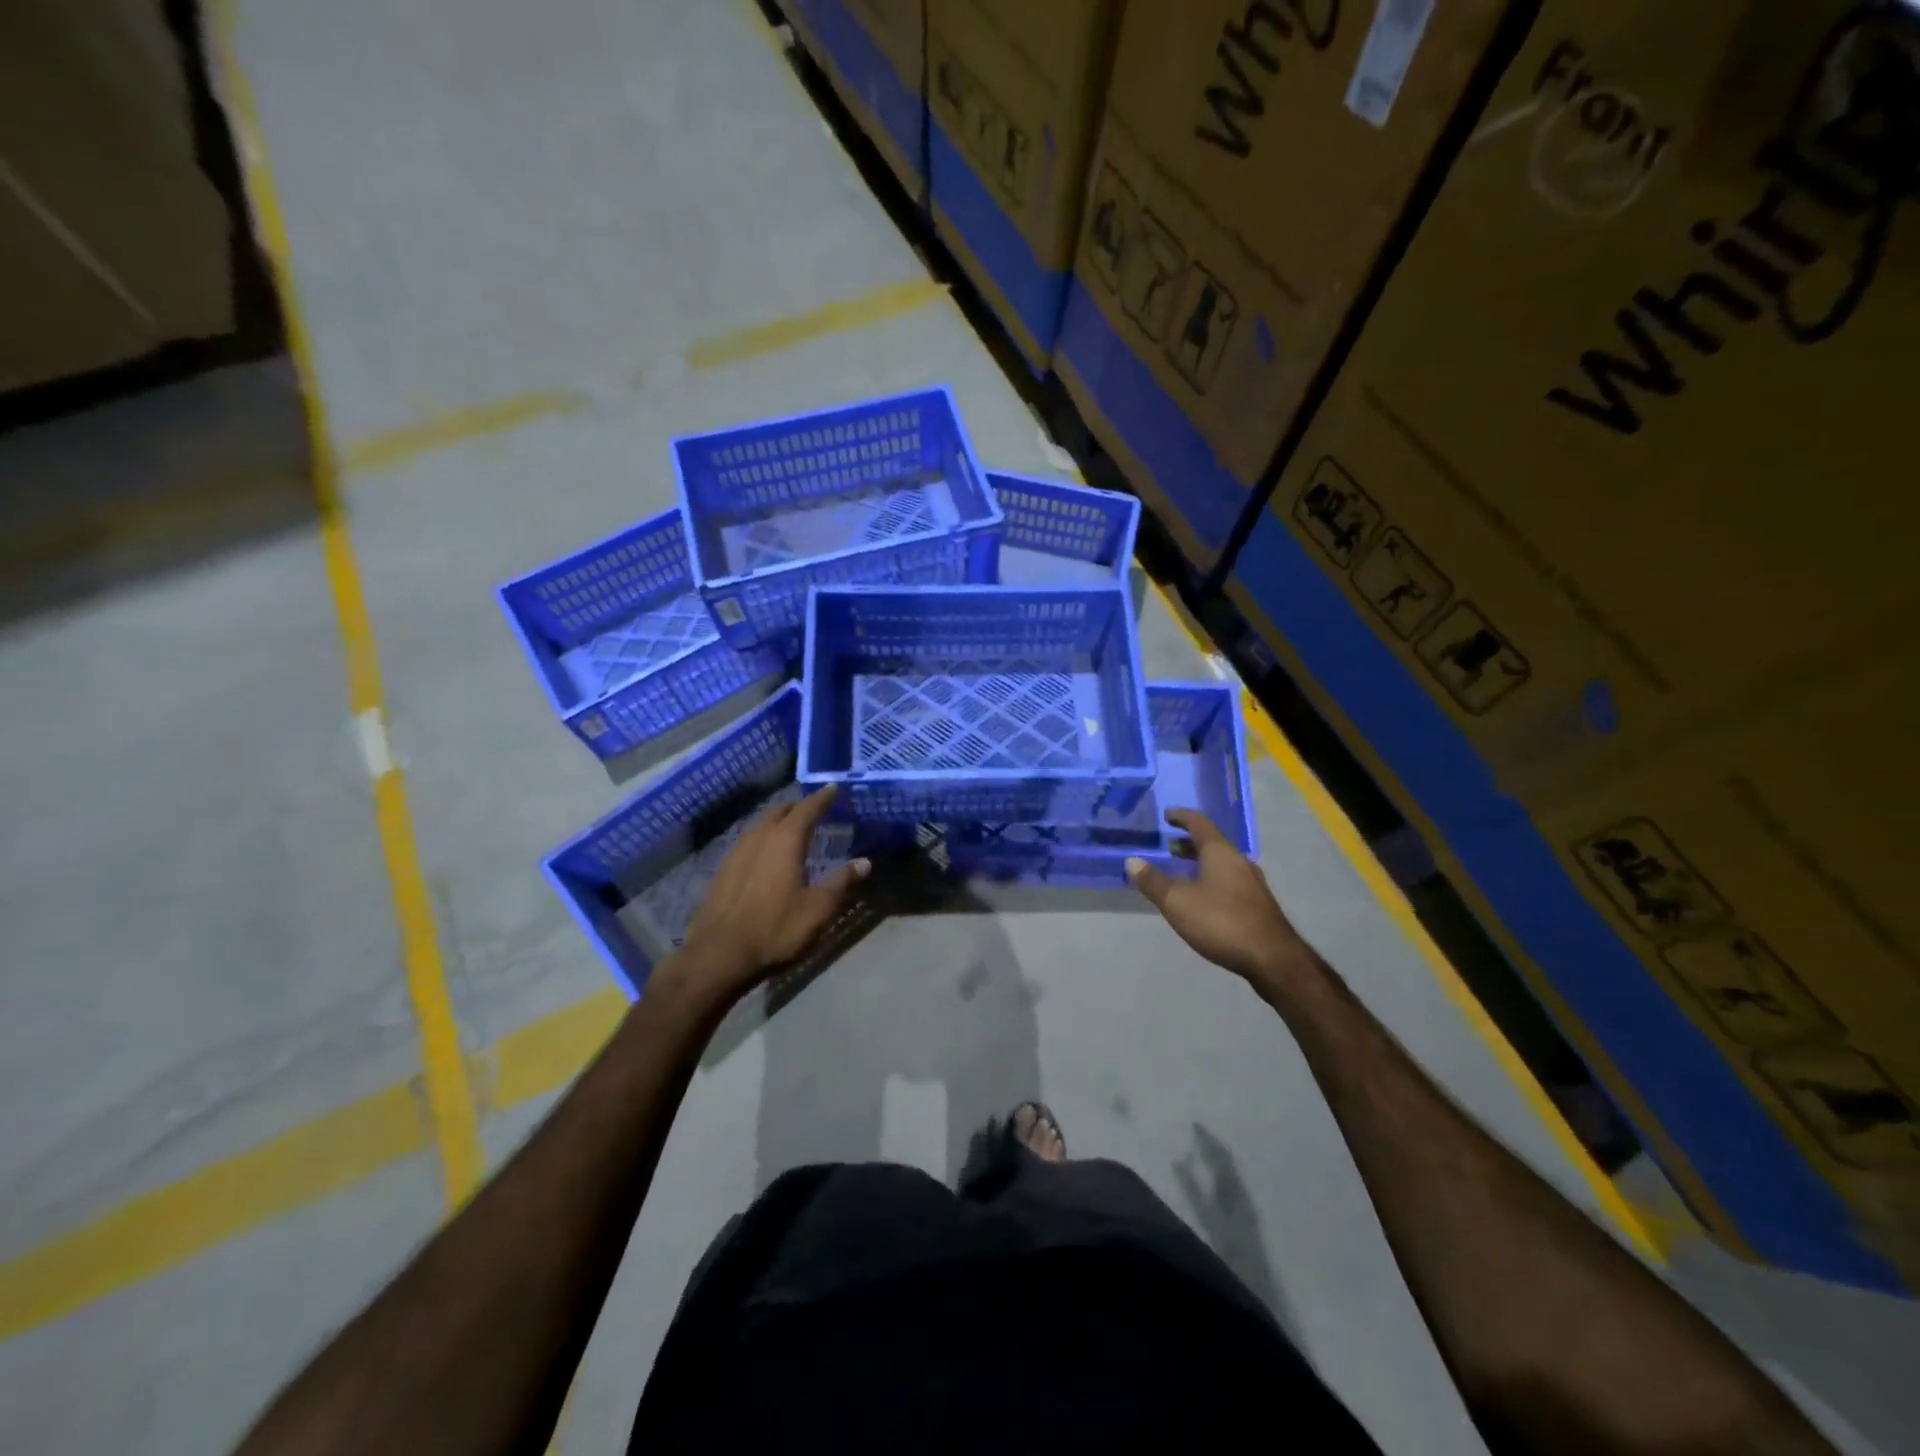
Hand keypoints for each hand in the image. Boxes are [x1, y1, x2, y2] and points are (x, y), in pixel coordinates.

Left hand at [671, 785, 869, 1005]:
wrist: (719, 956)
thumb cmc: (776, 929)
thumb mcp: (819, 909)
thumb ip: (842, 882)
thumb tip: (864, 862)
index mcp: (784, 841)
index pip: (807, 809)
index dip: (822, 798)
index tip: (833, 788)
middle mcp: (758, 838)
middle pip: (779, 812)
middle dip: (798, 807)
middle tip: (814, 808)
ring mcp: (735, 854)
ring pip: (760, 826)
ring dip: (777, 822)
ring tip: (791, 828)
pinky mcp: (722, 872)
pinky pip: (747, 844)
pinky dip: (762, 840)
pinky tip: (765, 855)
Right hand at [1126, 809, 1304, 985]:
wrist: (1272, 958)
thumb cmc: (1221, 921)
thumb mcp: (1177, 902)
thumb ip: (1153, 881)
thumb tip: (1132, 861)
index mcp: (1220, 852)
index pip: (1199, 823)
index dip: (1181, 817)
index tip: (1167, 815)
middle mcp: (1239, 861)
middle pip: (1212, 843)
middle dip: (1189, 843)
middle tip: (1169, 846)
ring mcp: (1252, 883)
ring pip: (1222, 863)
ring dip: (1201, 862)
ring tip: (1182, 871)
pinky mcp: (1258, 903)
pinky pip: (1229, 880)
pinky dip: (1212, 878)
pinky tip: (1203, 897)